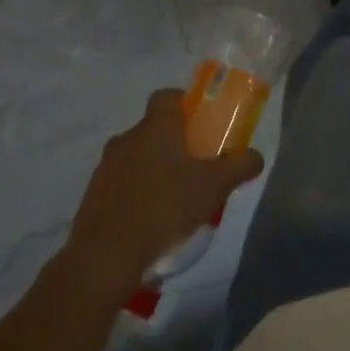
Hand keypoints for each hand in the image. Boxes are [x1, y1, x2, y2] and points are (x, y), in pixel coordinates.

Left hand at [67, 90, 265, 296]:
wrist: (106, 254)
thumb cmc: (165, 207)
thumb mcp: (215, 186)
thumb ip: (240, 166)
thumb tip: (256, 156)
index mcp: (155, 127)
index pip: (167, 96)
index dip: (185, 103)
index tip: (201, 122)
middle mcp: (127, 138)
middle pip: (153, 129)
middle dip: (174, 142)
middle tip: (195, 165)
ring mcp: (105, 167)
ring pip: (136, 156)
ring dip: (153, 168)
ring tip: (174, 197)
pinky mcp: (93, 195)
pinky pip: (121, 183)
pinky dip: (135, 192)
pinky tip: (150, 218)